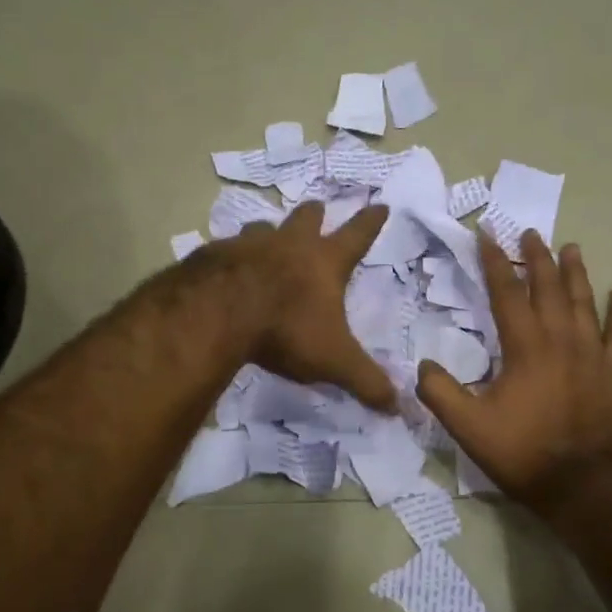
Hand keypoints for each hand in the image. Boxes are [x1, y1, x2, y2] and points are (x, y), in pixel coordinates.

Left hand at [205, 201, 397, 411]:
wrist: (218, 312)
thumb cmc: (286, 330)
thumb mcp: (334, 361)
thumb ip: (365, 381)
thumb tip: (397, 406)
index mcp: (324, 262)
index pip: (357, 236)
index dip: (371, 222)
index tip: (381, 205)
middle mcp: (289, 244)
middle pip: (307, 219)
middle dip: (315, 214)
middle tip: (317, 208)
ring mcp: (249, 245)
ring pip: (262, 228)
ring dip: (268, 232)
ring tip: (266, 235)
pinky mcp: (214, 256)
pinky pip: (226, 249)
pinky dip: (231, 256)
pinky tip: (225, 267)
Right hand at [417, 230, 611, 509]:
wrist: (580, 485)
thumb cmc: (522, 452)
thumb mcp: (467, 426)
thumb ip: (440, 392)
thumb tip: (423, 366)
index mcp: (525, 347)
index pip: (506, 293)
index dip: (494, 262)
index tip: (486, 235)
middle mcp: (561, 340)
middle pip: (548, 287)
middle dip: (536, 257)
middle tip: (530, 232)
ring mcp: (593, 355)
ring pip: (584, 302)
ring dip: (576, 273)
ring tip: (571, 247)